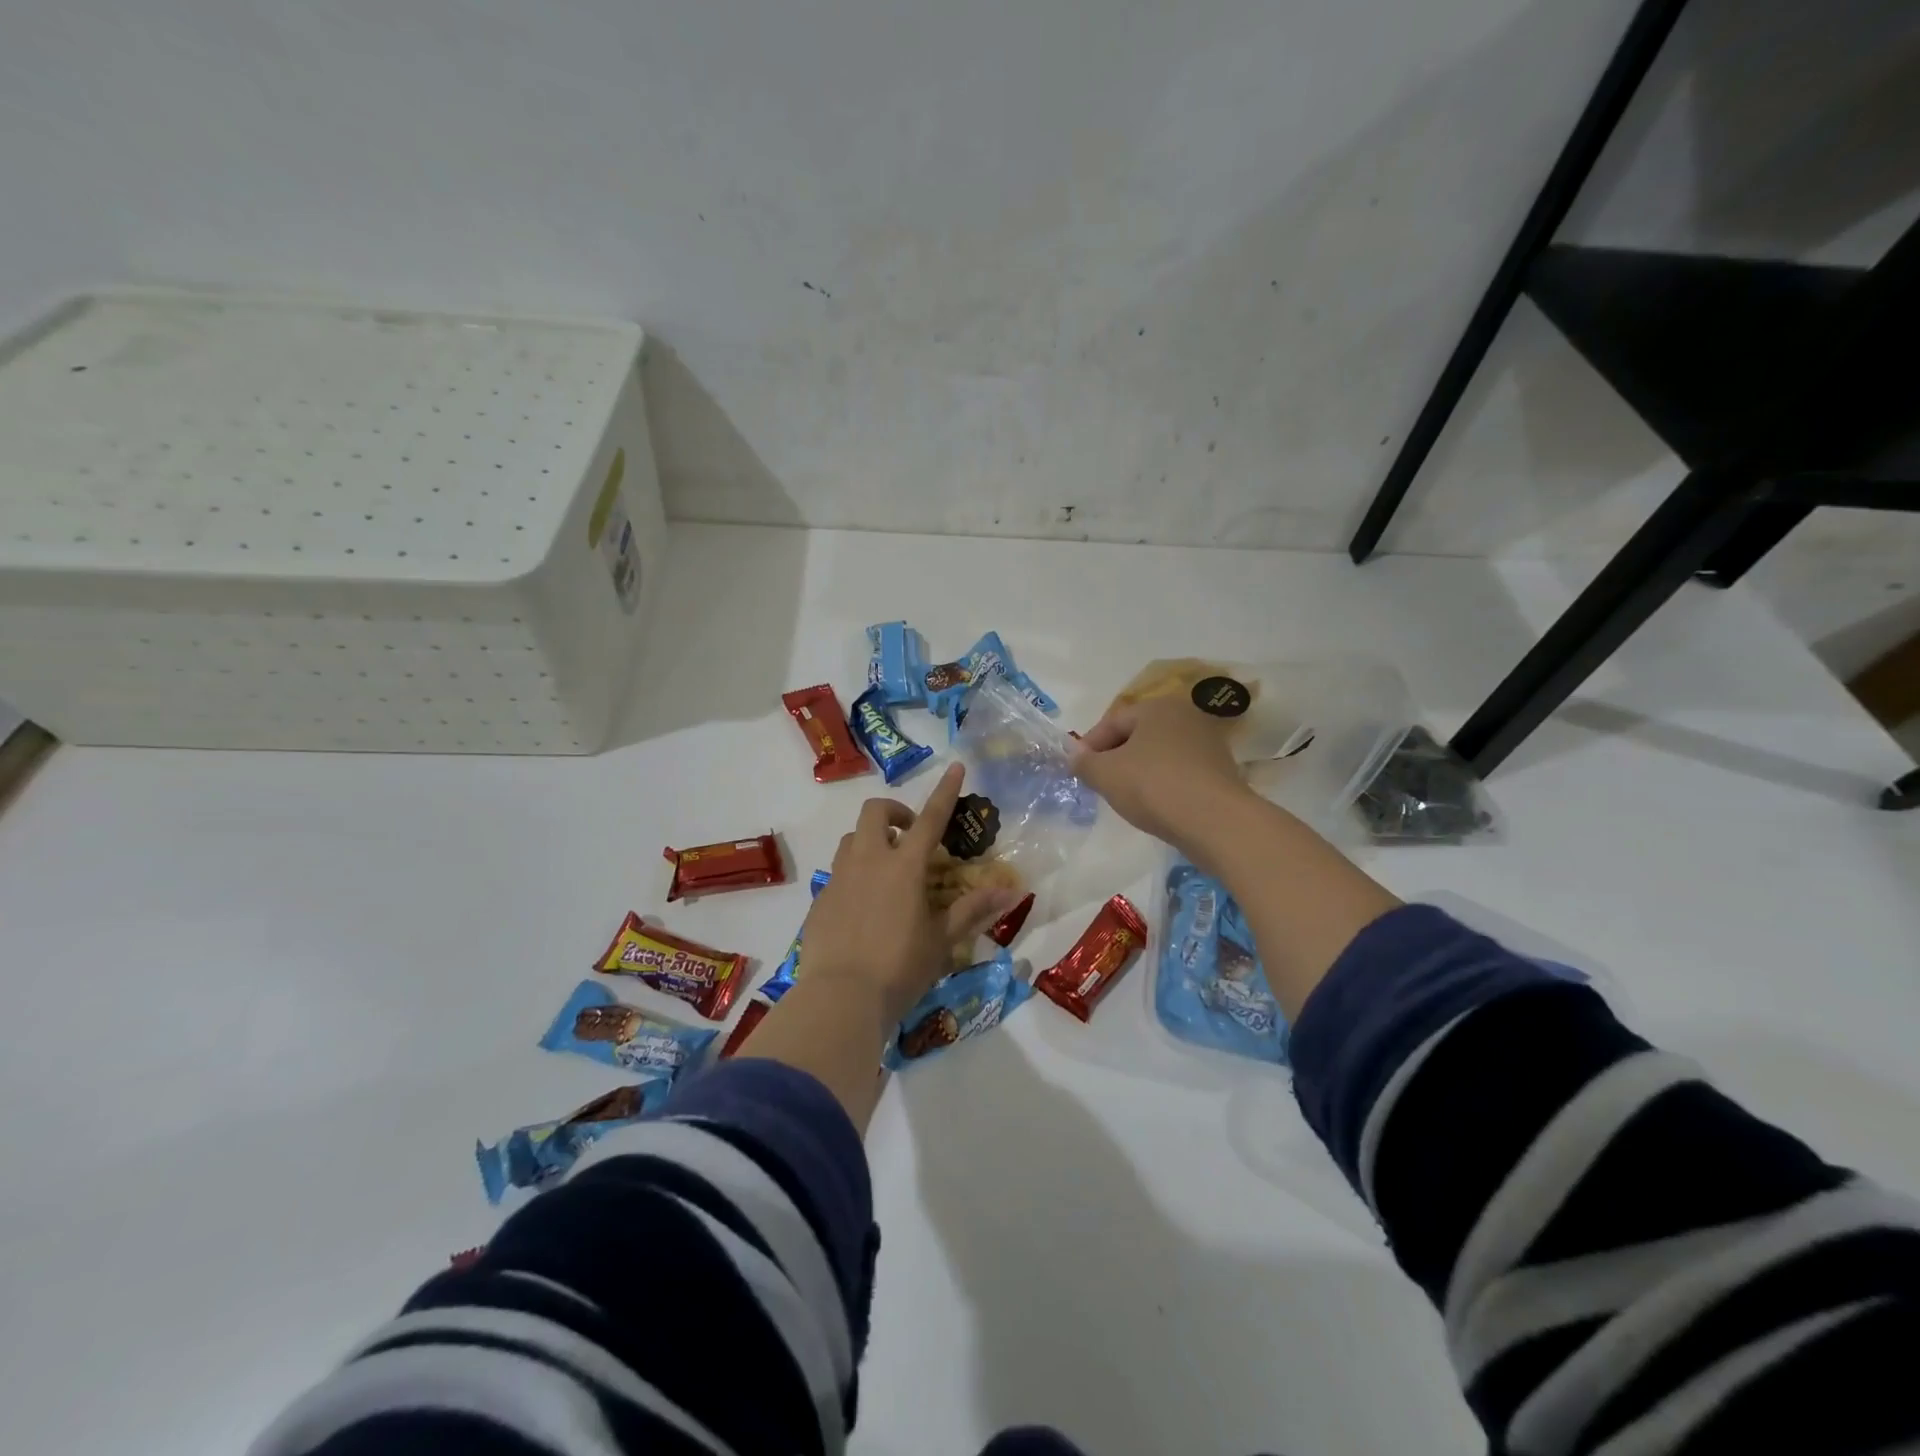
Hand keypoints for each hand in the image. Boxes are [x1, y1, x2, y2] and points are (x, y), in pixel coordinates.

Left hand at [802, 762, 1022, 1024]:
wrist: (840, 997)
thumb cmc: (900, 968)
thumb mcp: (942, 940)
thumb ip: (973, 910)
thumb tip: (1011, 891)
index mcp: (904, 867)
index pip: (930, 818)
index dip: (945, 791)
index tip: (955, 767)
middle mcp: (869, 861)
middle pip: (875, 811)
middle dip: (895, 811)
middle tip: (911, 836)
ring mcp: (839, 877)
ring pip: (852, 839)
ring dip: (872, 841)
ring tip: (888, 871)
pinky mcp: (820, 899)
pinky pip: (838, 872)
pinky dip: (855, 874)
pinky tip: (864, 907)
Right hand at [1070, 693, 1253, 864]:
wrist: (1216, 821)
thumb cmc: (1154, 786)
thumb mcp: (1106, 774)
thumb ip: (1084, 763)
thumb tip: (1075, 757)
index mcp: (1157, 707)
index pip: (1112, 721)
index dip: (1089, 746)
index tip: (1076, 770)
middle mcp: (1185, 716)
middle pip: (1137, 736)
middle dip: (1114, 757)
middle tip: (1098, 783)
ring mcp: (1207, 743)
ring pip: (1158, 755)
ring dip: (1138, 772)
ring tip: (1124, 797)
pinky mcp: (1220, 772)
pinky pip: (1179, 772)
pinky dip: (1162, 784)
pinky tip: (1154, 805)